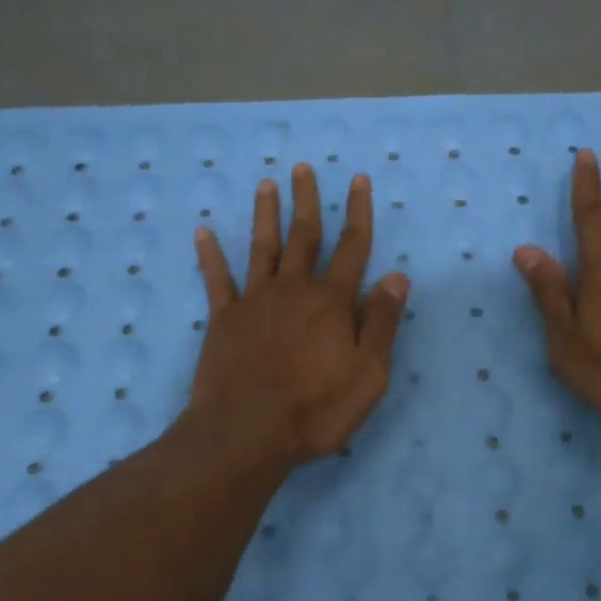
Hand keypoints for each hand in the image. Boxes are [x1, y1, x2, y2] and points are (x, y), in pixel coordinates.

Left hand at [189, 163, 408, 465]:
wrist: (246, 432)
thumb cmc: (316, 408)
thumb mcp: (368, 373)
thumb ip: (382, 322)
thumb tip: (396, 276)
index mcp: (332, 301)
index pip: (352, 247)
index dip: (358, 212)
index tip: (358, 180)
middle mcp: (294, 289)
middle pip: (304, 236)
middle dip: (307, 200)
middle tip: (302, 168)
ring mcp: (255, 301)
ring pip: (263, 247)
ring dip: (266, 214)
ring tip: (266, 184)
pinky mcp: (224, 319)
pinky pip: (217, 280)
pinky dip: (210, 256)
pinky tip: (204, 232)